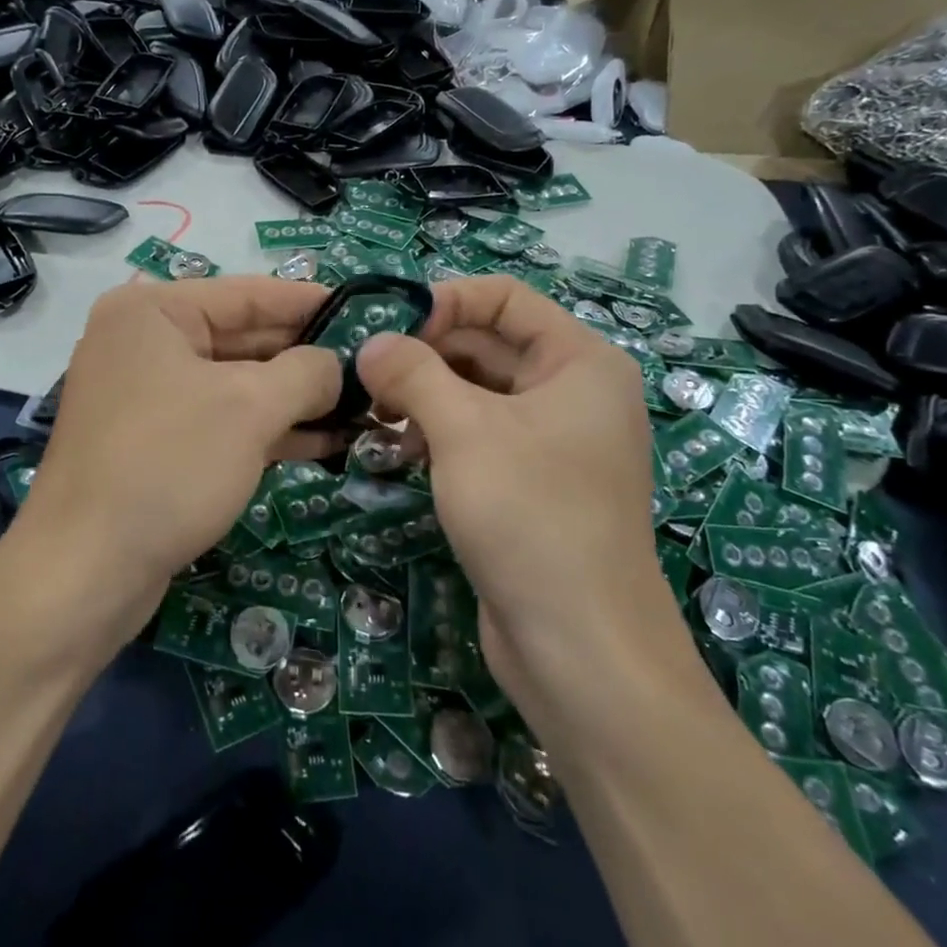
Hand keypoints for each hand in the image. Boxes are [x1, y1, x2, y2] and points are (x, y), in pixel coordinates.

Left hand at [12, 277, 341, 620]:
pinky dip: (268, 429)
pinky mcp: (155, 443)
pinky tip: (324, 441)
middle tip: (371, 367)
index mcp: (153, 312)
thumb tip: (336, 366)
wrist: (86, 572)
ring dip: (295, 398)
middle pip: (243, 338)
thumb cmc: (169, 465)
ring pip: (236, 384)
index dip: (309, 301)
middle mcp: (144, 344)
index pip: (247, 293)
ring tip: (361, 406)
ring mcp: (147, 396)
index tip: (364, 310)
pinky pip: (221, 421)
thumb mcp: (250, 408)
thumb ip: (306, 372)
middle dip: (307, 357)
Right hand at [356, 277, 695, 716]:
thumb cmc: (531, 516)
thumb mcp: (464, 431)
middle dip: (426, 353)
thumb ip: (412, 373)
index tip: (388, 328)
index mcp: (579, 362)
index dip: (445, 300)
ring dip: (425, 394)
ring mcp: (552, 441)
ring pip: (477, 392)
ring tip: (374, 413)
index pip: (506, 297)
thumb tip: (370, 343)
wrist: (581, 649)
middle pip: (488, 344)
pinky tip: (398, 451)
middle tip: (364, 372)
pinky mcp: (530, 483)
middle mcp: (572, 392)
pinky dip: (438, 432)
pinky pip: (479, 435)